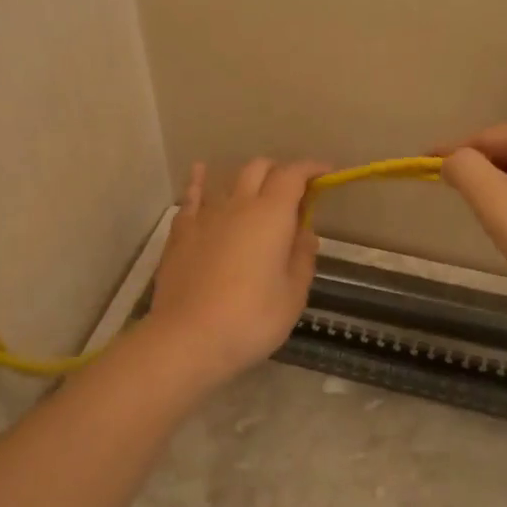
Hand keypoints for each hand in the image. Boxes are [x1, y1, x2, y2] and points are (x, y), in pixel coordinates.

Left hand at [144, 158, 328, 385]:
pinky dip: (200, 182)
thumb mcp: (294, 294)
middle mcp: (238, 204)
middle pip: (259, 168)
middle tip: (293, 193)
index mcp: (272, 215)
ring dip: (247, 179)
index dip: (311, 168)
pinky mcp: (181, 233)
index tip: (325, 173)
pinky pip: (192, 198)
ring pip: (228, 180)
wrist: (188, 338)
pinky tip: (200, 174)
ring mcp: (205, 216)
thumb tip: (303, 232)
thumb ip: (302, 257)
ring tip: (256, 189)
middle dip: (279, 172)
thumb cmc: (252, 319)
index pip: (293, 175)